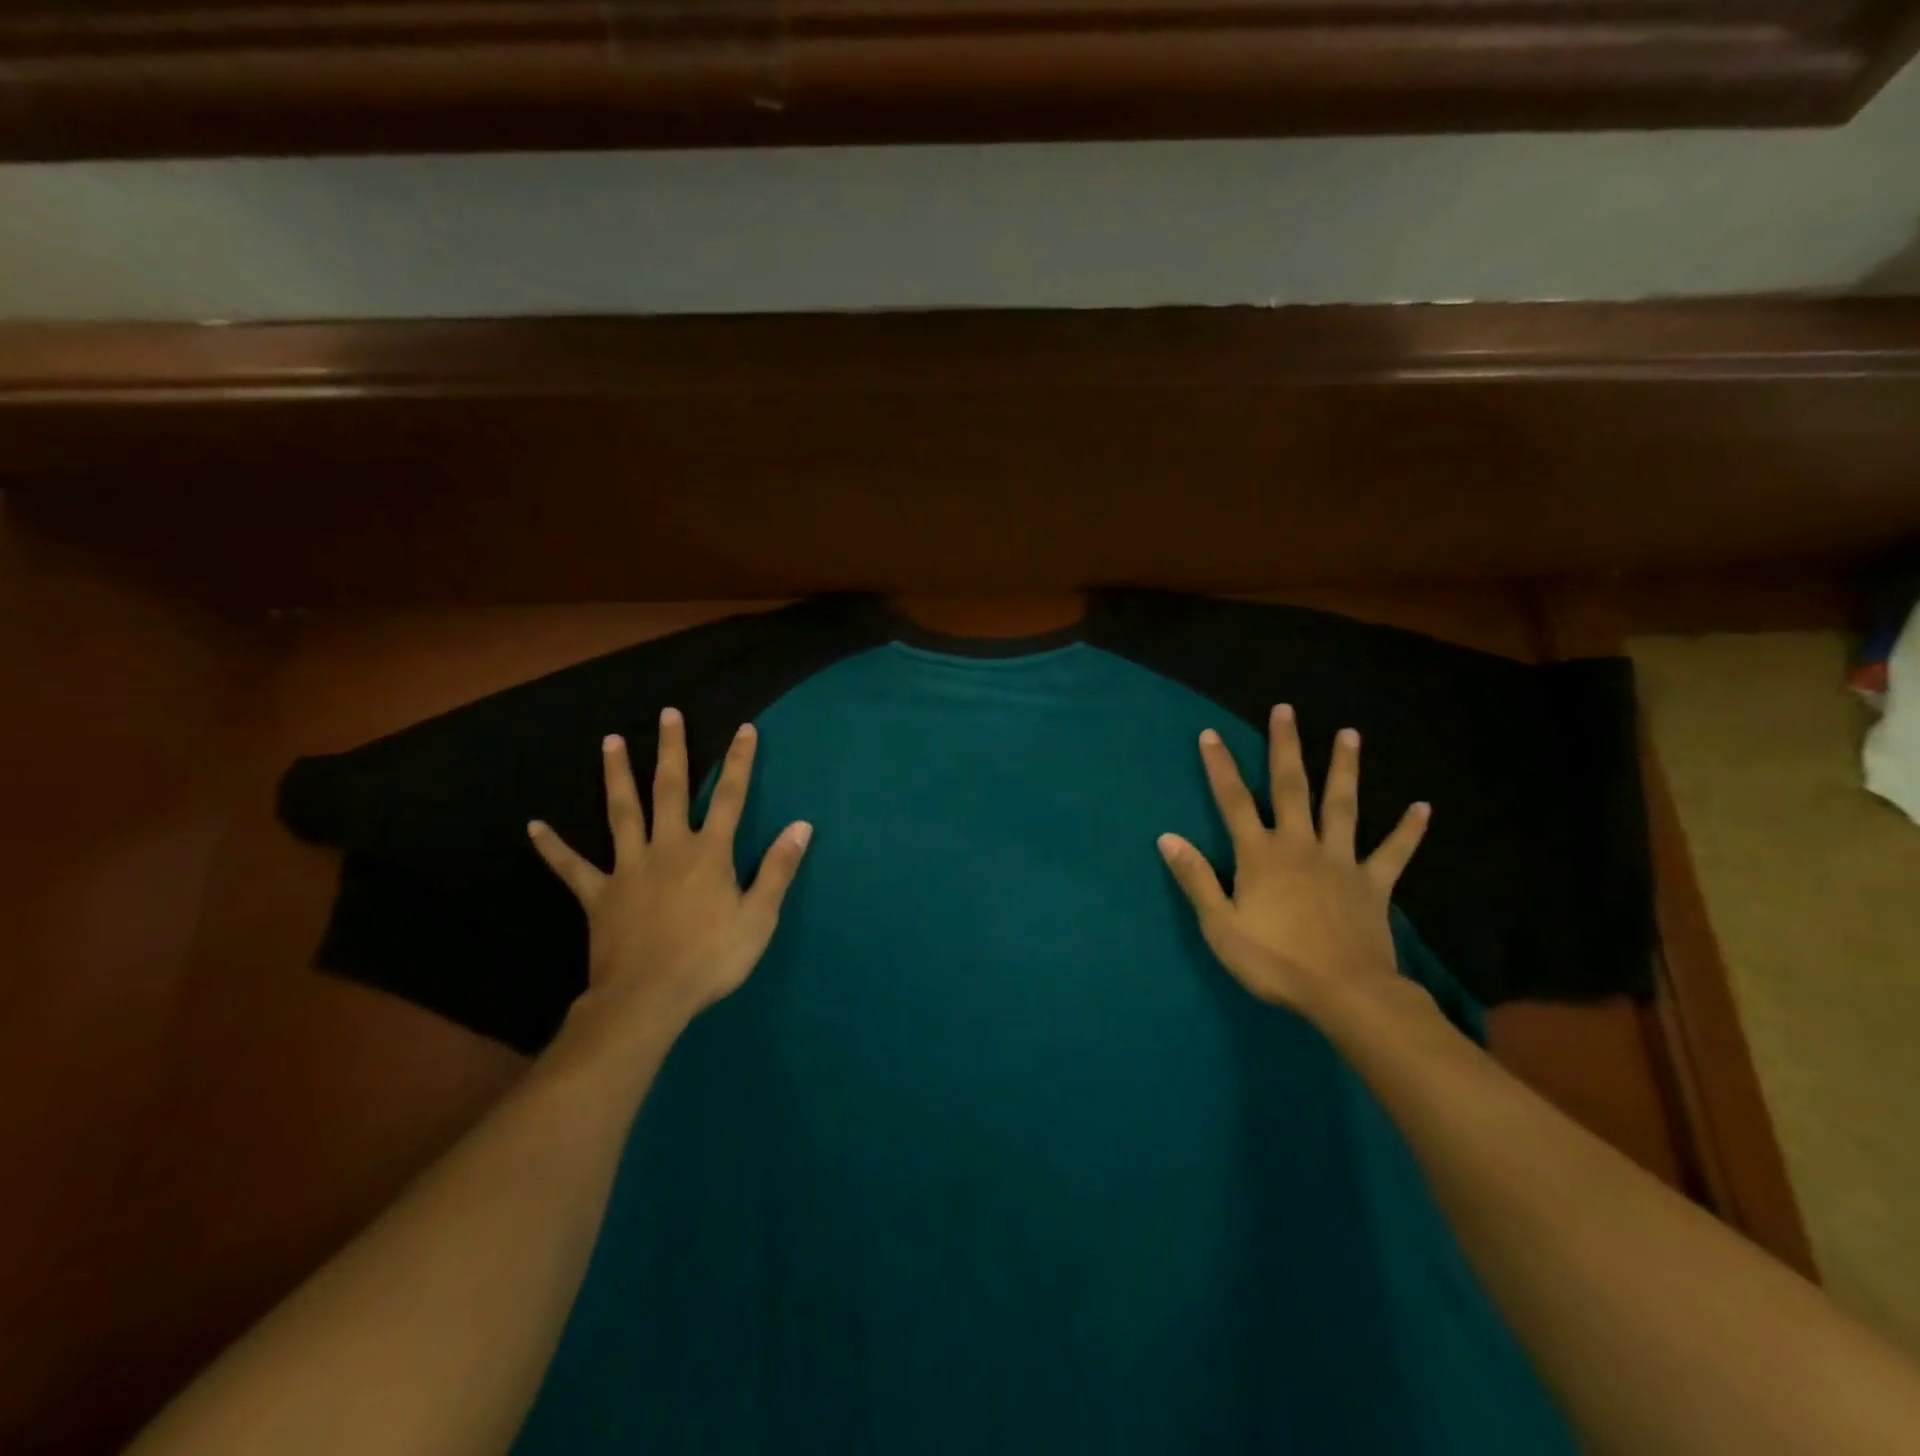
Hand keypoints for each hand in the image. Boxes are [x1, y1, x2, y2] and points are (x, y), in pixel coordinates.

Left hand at [528, 708, 810, 1035]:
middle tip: (668, 714)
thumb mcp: (759, 916)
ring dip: (617, 776)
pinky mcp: (599, 895)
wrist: (649, 998)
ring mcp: (629, 868)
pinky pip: (572, 868)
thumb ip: (778, 868)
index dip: (739, 762)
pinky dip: (553, 847)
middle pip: (670, 790)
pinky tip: (533, 827)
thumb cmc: (711, 958)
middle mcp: (668, 848)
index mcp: (709, 853)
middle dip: (672, 750)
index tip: (743, 728)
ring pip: (622, 813)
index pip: (730, 797)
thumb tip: (801, 826)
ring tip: (610, 742)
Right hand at [1158, 705, 1429, 1017]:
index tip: (1211, 734)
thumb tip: (1167, 838)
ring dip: (1344, 769)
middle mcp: (1299, 846)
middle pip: (1291, 787)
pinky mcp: (1373, 884)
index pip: (1233, 801)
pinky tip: (1423, 807)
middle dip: (1285, 747)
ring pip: (1342, 806)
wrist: (1345, 993)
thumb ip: (1196, 878)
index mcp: (1260, 855)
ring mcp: (1340, 861)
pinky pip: (1393, 852)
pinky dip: (1408, 831)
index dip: (1220, 767)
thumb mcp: (1220, 925)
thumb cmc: (1274, 961)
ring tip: (1349, 734)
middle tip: (1285, 710)